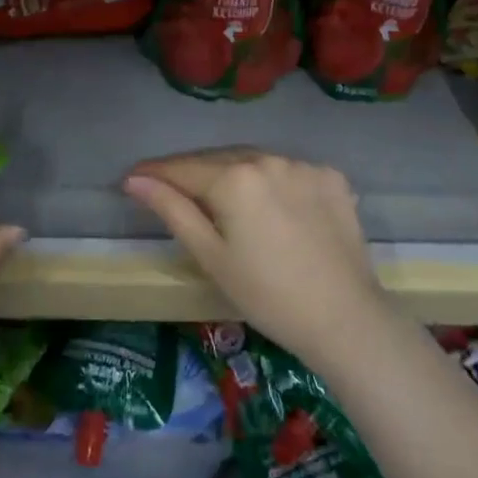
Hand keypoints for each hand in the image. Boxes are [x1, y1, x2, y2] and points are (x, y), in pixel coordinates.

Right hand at [123, 149, 389, 373]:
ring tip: (220, 197)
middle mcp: (268, 158)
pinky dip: (271, 181)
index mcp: (234, 177)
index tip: (131, 178)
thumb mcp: (211, 256)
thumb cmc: (267, 296)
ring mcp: (303, 164)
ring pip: (253, 161)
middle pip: (217, 159)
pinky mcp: (330, 176)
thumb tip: (135, 179)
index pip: (182, 168)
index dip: (154, 173)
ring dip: (232, 173)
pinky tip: (270, 206)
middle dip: (191, 172)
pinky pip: (287, 170)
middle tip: (169, 189)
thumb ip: (172, 209)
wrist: (345, 320)